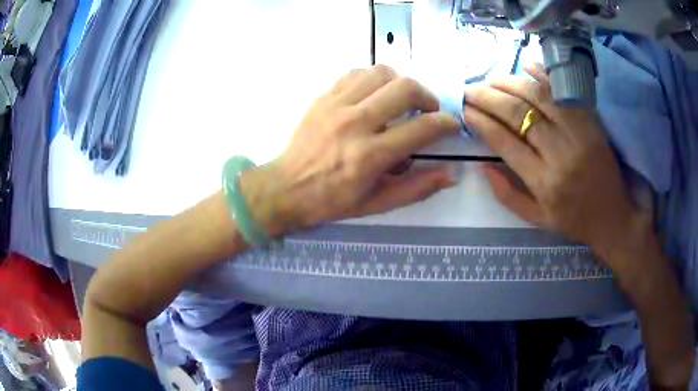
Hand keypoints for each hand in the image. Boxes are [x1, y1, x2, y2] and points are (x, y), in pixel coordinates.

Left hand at [241, 65, 459, 235]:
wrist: (285, 188)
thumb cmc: (331, 201)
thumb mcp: (376, 204)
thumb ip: (416, 188)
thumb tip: (450, 175)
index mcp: (370, 156)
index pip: (422, 129)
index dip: (445, 124)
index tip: (451, 125)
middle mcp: (355, 124)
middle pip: (405, 89)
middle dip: (427, 96)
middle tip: (428, 110)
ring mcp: (336, 105)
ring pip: (381, 73)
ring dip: (401, 83)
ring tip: (402, 100)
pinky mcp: (323, 97)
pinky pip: (356, 73)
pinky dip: (374, 79)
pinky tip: (375, 95)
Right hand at [463, 65, 646, 267]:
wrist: (614, 215)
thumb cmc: (574, 220)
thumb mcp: (538, 220)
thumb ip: (508, 196)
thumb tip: (483, 166)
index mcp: (545, 182)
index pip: (505, 142)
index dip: (482, 122)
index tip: (465, 111)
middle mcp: (560, 153)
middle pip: (519, 114)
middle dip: (488, 98)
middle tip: (470, 90)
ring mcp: (579, 133)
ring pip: (539, 97)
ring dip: (511, 83)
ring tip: (491, 80)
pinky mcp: (591, 122)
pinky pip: (565, 92)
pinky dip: (545, 75)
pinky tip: (526, 66)